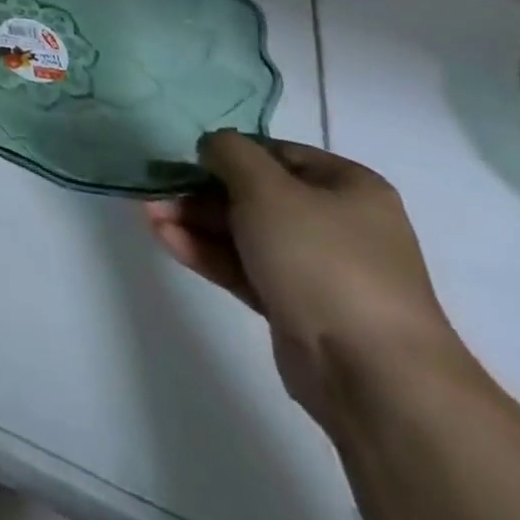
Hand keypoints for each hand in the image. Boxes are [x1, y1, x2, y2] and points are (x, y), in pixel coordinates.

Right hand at [146, 133, 462, 425]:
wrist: (372, 373)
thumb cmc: (322, 259)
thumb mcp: (267, 188)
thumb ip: (229, 153)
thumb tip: (212, 146)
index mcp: (347, 187)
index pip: (275, 154)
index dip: (228, 152)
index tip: (185, 157)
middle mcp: (336, 223)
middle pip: (254, 194)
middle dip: (200, 191)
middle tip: (156, 190)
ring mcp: (316, 268)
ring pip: (243, 232)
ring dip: (194, 221)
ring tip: (148, 214)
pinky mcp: (294, 305)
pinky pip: (243, 267)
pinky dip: (206, 252)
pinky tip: (165, 239)